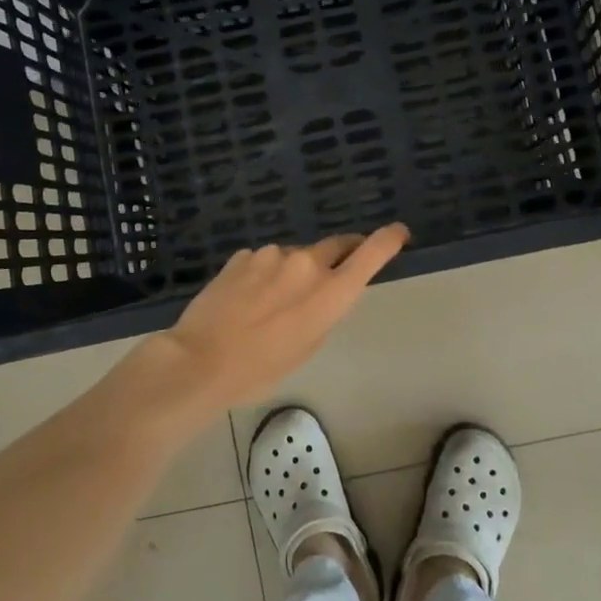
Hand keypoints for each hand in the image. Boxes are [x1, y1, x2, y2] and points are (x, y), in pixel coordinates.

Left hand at [155, 225, 410, 410]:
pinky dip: (264, 274)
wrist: (201, 359)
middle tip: (331, 273)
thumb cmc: (262, 368)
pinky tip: (245, 298)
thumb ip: (324, 310)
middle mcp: (306, 263)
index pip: (371, 253)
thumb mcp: (308, 345)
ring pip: (294, 256)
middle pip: (335, 246)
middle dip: (339, 255)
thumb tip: (323, 290)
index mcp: (330, 291)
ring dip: (293, 271)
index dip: (389, 239)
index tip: (399, 232)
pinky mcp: (243, 255)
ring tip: (270, 303)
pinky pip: (264, 260)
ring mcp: (272, 255)